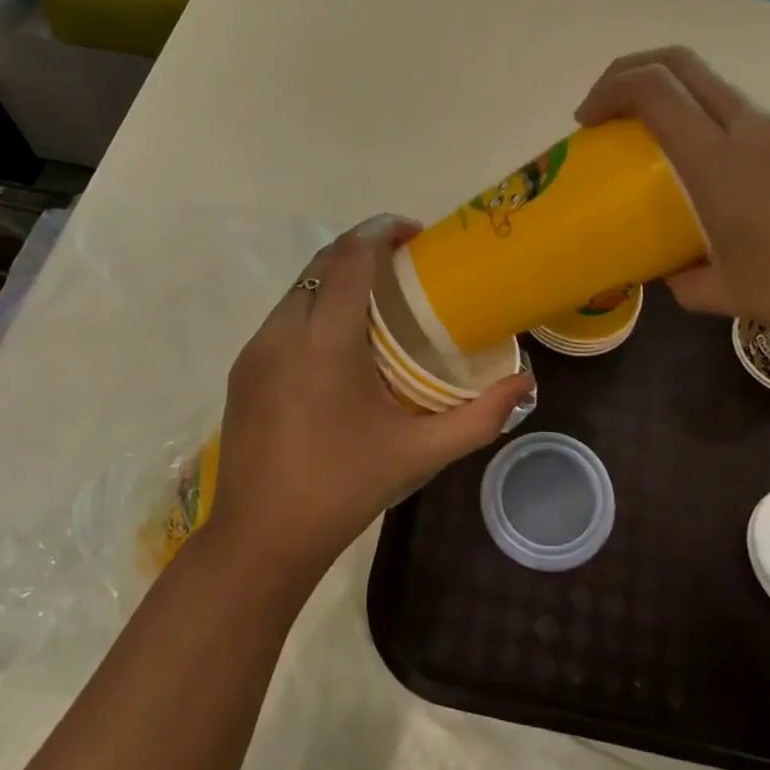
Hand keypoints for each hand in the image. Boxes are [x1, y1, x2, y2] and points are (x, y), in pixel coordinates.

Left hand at [209, 215, 533, 580]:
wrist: (260, 539)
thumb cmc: (344, 489)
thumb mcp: (420, 454)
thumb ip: (480, 416)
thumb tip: (526, 383)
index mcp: (325, 341)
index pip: (350, 256)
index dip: (382, 230)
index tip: (416, 234)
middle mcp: (283, 331)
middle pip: (324, 262)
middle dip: (363, 249)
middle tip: (406, 266)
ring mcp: (256, 349)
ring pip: (301, 288)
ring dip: (339, 277)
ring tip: (378, 301)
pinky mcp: (243, 369)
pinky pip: (284, 317)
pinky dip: (316, 307)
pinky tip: (341, 343)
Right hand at [576, 47, 769, 383]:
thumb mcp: (731, 294)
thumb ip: (685, 279)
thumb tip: (670, 274)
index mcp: (723, 159)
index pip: (654, 88)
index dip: (609, 90)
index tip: (586, 123)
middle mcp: (758, 129)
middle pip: (684, 65)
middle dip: (633, 73)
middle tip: (608, 113)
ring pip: (720, 95)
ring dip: (679, 108)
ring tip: (661, 162)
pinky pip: (754, 127)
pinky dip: (717, 137)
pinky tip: (726, 194)